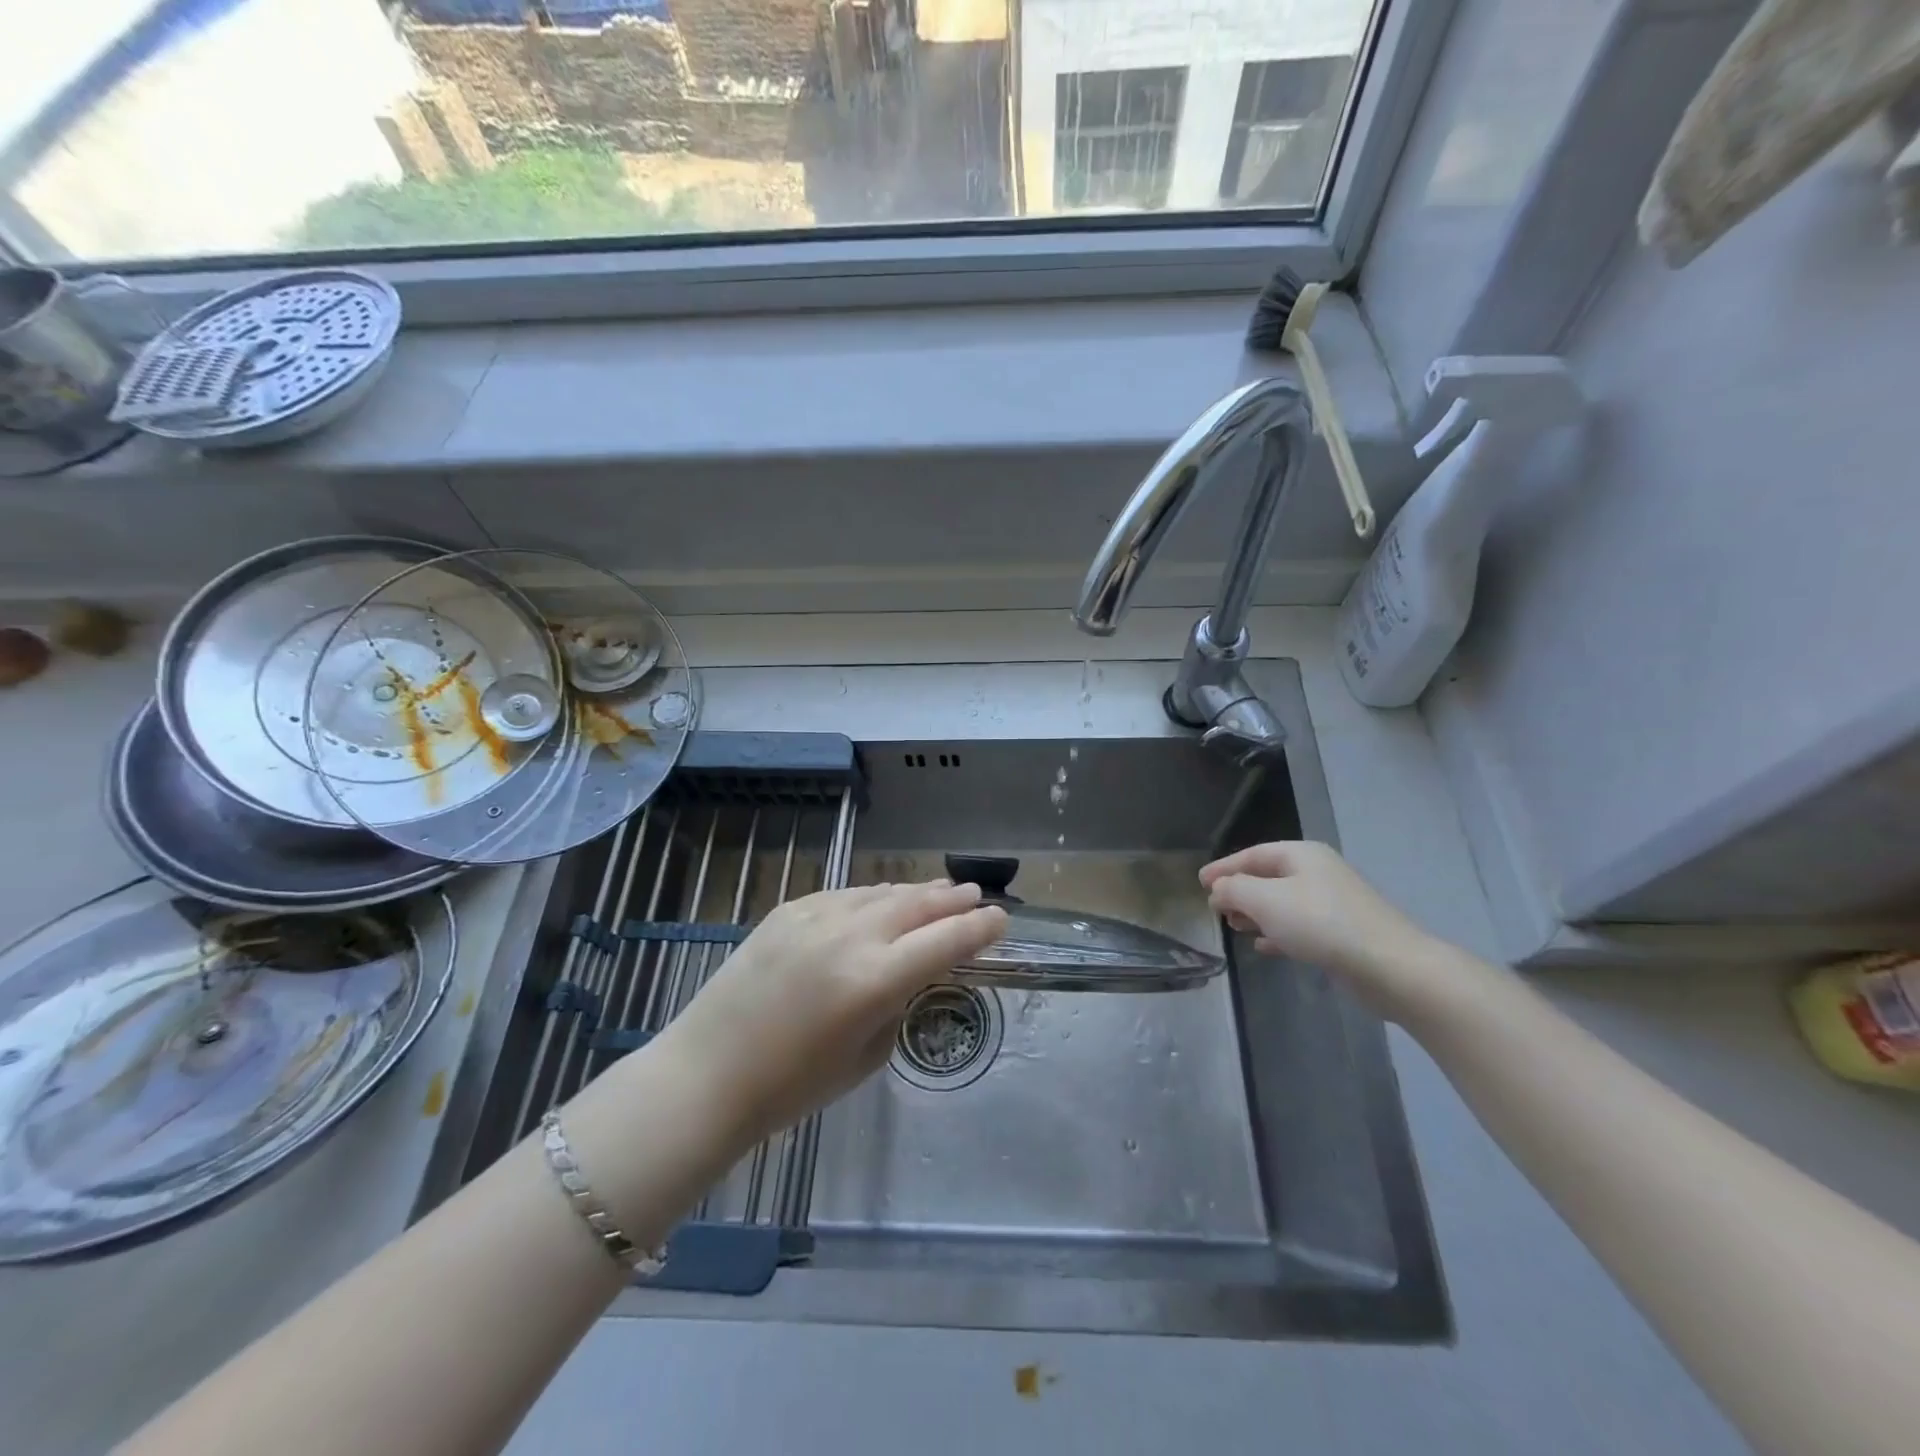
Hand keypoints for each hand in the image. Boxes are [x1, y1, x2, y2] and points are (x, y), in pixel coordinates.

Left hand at [661, 881, 1007, 1148]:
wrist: (707, 1073)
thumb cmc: (792, 1086)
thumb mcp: (866, 1056)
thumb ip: (899, 1004)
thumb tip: (916, 972)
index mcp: (875, 979)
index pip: (946, 941)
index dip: (980, 928)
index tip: (1001, 918)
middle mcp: (851, 935)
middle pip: (918, 905)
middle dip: (953, 899)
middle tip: (976, 894)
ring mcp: (817, 915)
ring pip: (882, 892)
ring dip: (916, 892)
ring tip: (939, 891)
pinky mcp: (789, 908)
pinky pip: (847, 895)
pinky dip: (874, 896)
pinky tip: (883, 899)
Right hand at [1200, 841, 1449, 1020]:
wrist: (1390, 966)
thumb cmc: (1321, 924)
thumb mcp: (1265, 901)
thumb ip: (1234, 890)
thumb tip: (1218, 890)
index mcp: (1301, 855)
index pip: (1252, 854)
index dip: (1224, 867)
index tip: (1199, 883)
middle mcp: (1318, 873)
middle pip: (1268, 877)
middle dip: (1239, 891)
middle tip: (1216, 908)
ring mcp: (1333, 903)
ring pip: (1283, 903)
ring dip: (1256, 913)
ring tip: (1235, 927)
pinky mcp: (1342, 934)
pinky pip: (1299, 927)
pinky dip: (1277, 933)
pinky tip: (1263, 947)